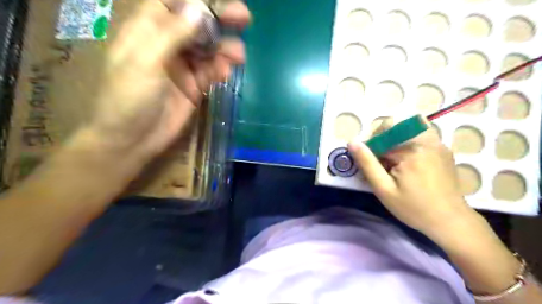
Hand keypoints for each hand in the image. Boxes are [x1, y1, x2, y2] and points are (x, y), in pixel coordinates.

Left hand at [88, 0, 248, 161]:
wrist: (132, 140)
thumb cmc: (128, 98)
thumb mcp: (145, 62)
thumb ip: (172, 35)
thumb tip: (200, 8)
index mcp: (147, 30)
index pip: (173, 2)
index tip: (221, 1)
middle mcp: (167, 44)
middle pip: (197, 23)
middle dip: (220, 19)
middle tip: (245, 17)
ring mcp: (182, 66)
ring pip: (208, 48)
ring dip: (225, 48)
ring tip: (240, 54)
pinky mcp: (194, 86)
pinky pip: (211, 71)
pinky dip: (220, 69)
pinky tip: (226, 72)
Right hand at [347, 125, 474, 234]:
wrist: (450, 221)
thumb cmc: (413, 208)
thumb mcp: (384, 189)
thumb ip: (367, 163)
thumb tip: (352, 142)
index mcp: (411, 149)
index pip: (381, 133)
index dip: (370, 146)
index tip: (369, 163)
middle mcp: (427, 139)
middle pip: (395, 126)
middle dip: (382, 141)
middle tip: (381, 162)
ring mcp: (438, 143)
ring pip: (407, 128)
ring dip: (395, 140)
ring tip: (394, 161)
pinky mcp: (443, 149)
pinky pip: (420, 136)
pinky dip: (408, 144)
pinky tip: (408, 164)